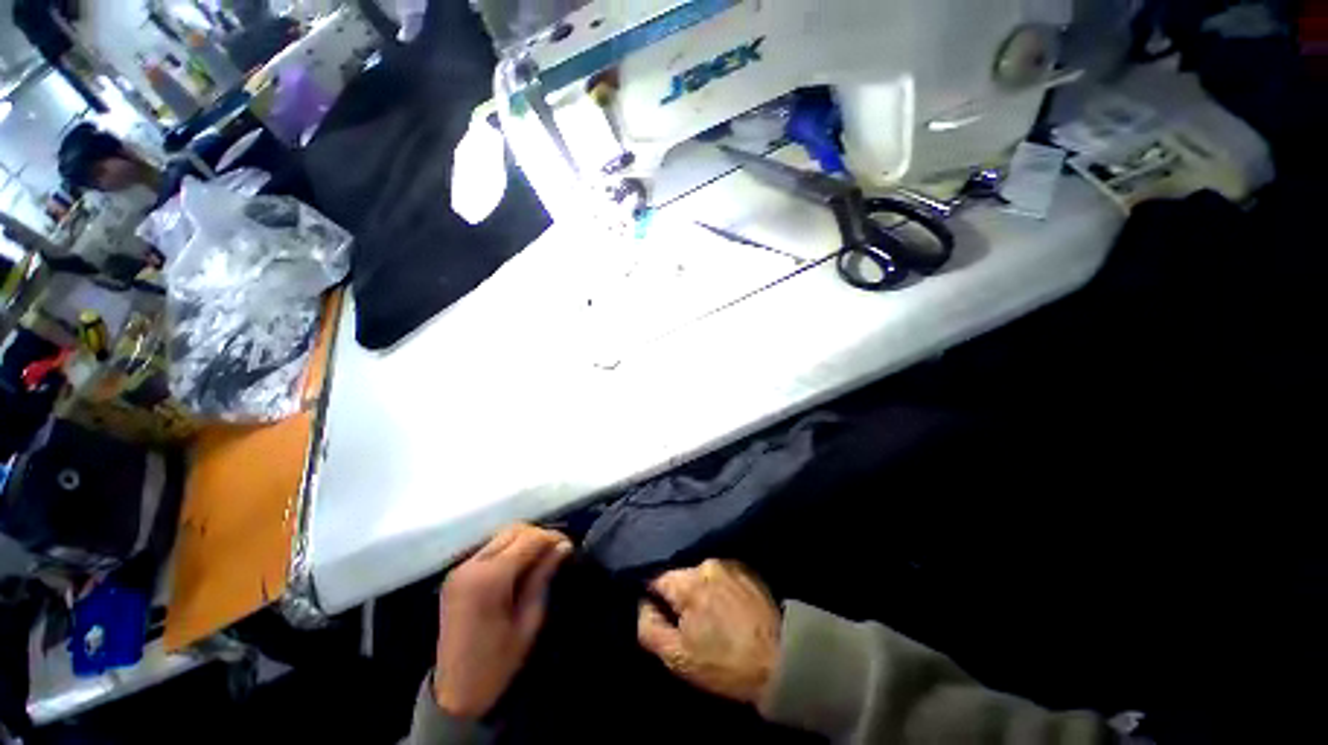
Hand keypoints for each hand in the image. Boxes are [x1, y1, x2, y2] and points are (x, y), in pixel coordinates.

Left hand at [434, 524, 572, 718]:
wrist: (455, 694)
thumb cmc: (498, 662)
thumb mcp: (529, 620)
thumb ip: (543, 577)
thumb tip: (564, 546)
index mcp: (490, 579)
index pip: (528, 538)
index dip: (552, 537)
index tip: (569, 546)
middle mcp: (471, 566)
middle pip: (512, 530)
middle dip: (538, 535)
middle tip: (556, 551)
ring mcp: (460, 569)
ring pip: (500, 537)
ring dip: (523, 541)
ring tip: (540, 558)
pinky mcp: (455, 576)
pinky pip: (488, 550)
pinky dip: (508, 550)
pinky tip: (519, 567)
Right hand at [637, 559, 780, 706]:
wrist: (779, 661)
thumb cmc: (723, 664)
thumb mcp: (677, 656)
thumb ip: (649, 626)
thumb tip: (642, 603)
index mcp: (688, 582)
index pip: (657, 580)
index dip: (655, 599)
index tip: (662, 618)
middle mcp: (707, 564)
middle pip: (681, 577)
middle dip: (680, 597)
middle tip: (689, 625)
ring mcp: (729, 564)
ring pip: (702, 576)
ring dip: (701, 592)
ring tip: (712, 618)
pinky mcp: (747, 570)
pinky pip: (721, 576)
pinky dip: (719, 589)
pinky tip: (728, 611)